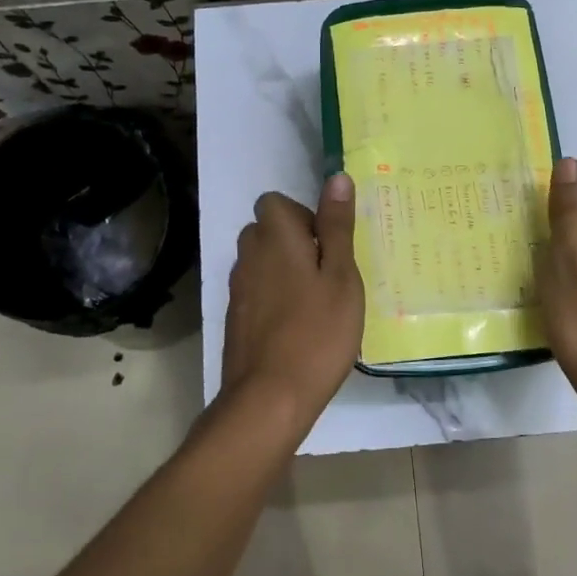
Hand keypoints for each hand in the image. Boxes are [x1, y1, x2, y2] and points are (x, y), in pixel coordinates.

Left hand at [220, 175, 364, 426]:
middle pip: (266, 230)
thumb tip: (336, 178)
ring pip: (261, 262)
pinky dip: (274, 298)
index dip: (303, 216)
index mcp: (275, 237)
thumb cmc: (317, 333)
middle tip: (328, 274)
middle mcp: (249, 255)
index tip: (328, 245)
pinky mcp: (235, 318)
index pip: (275, 202)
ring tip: (316, 302)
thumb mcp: (342, 276)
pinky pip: (256, 291)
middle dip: (294, 241)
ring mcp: (237, 289)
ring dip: (285, 270)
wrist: (269, 398)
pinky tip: (298, 327)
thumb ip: (337, 226)